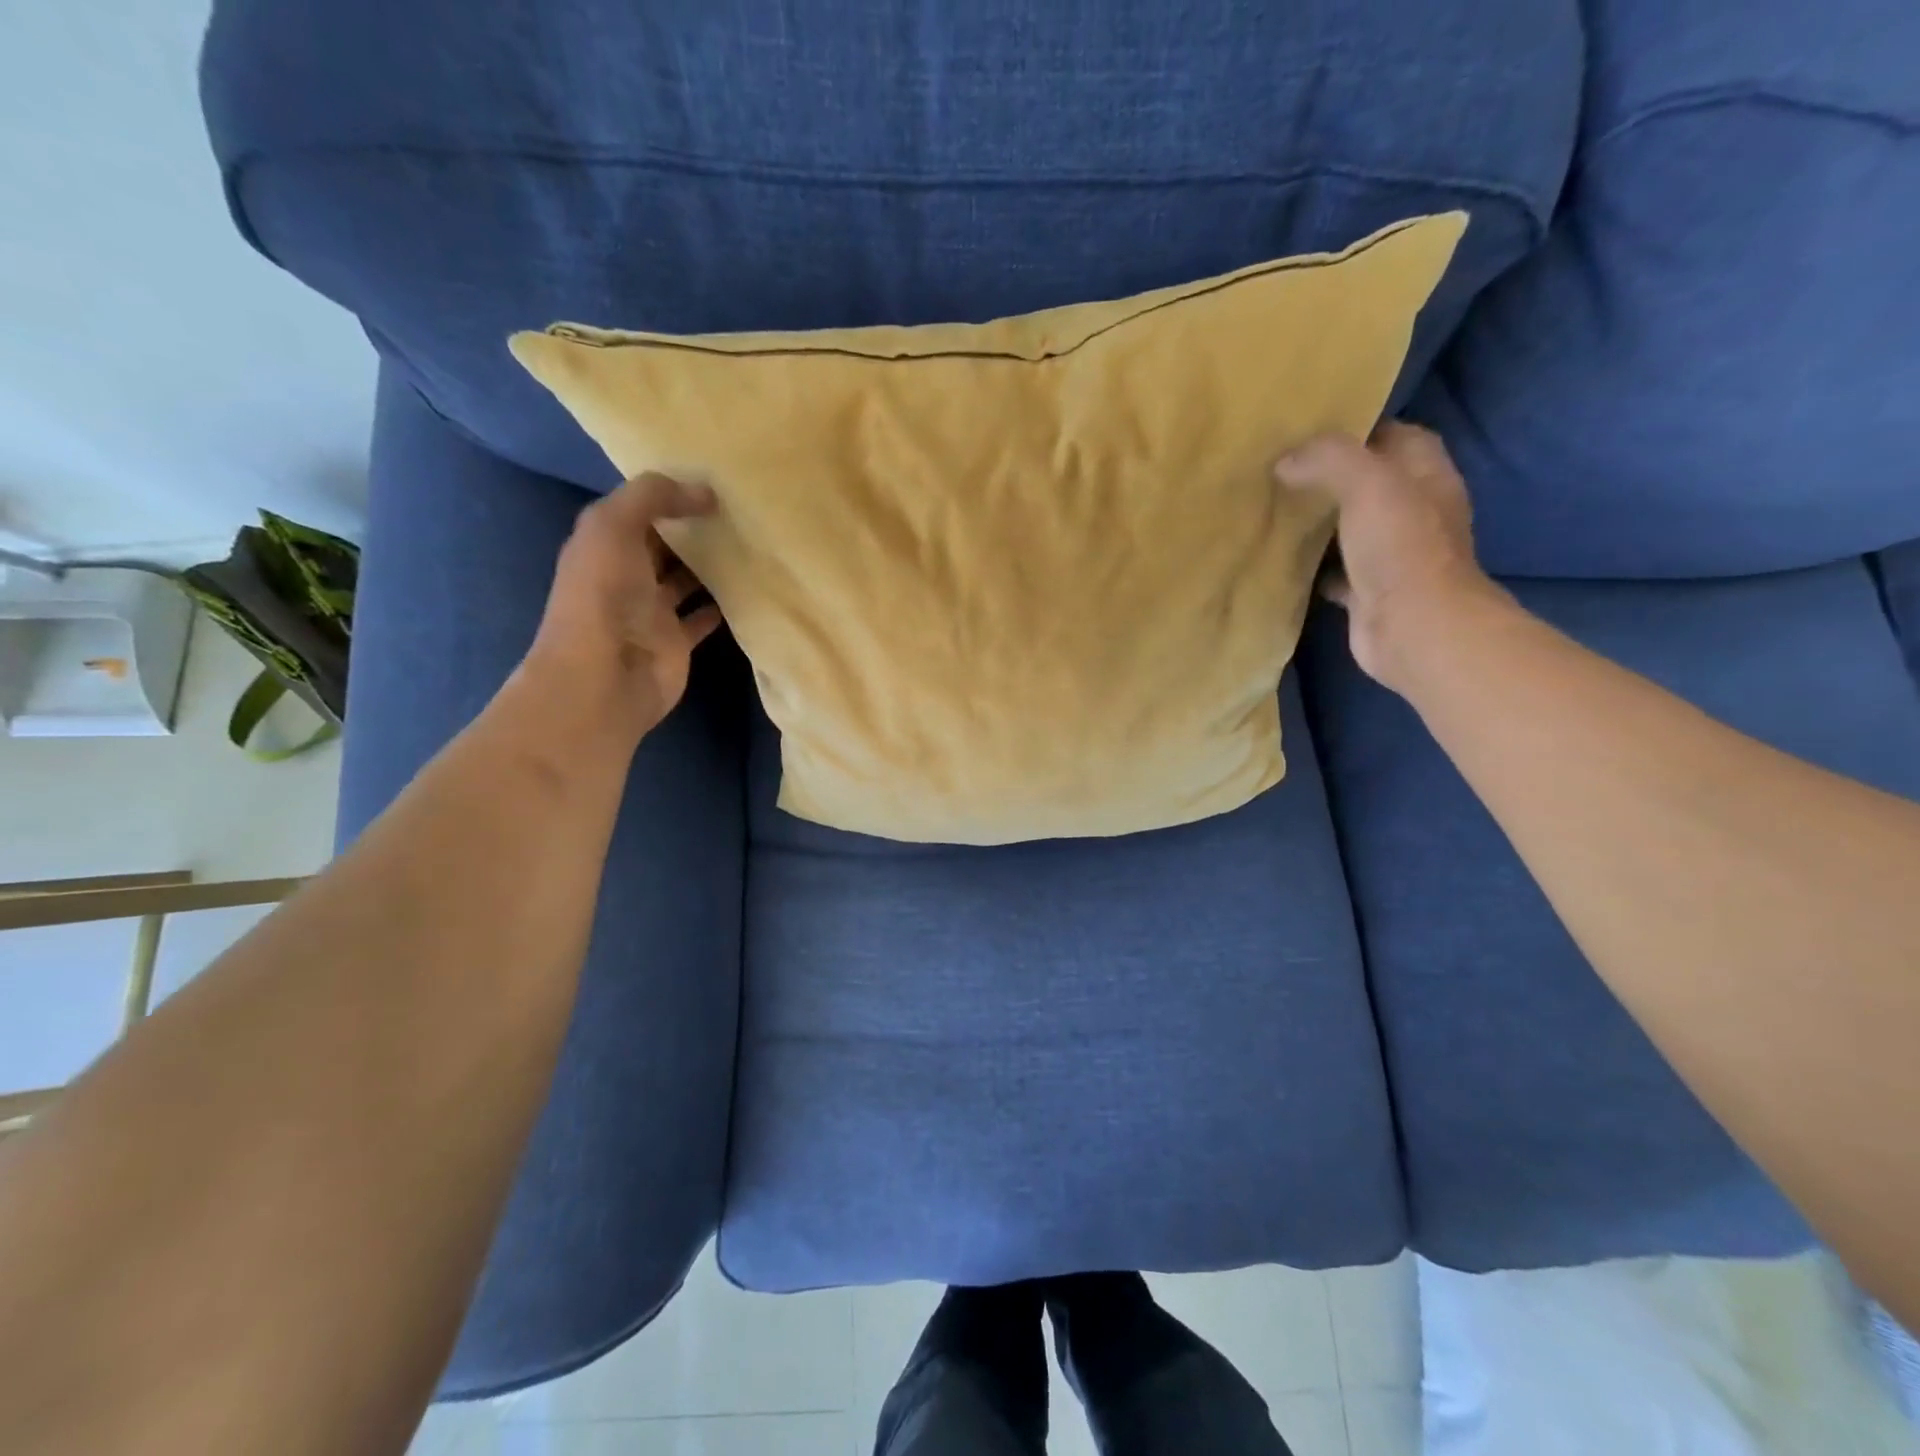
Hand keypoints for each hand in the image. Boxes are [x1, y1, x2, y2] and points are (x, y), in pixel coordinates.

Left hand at [520, 473, 723, 742]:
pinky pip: (703, 618)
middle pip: (664, 544)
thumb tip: (705, 491)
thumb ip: (653, 496)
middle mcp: (626, 574)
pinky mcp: (676, 641)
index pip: (638, 509)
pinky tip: (749, 588)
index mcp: (604, 543)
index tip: (713, 479)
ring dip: (711, 565)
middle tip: (740, 509)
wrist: (606, 676)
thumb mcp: (614, 526)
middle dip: (694, 527)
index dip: (669, 494)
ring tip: (750, 543)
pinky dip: (721, 605)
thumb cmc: (605, 596)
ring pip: (686, 579)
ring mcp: (652, 611)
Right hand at [1273, 422, 1508, 692]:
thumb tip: (1285, 462)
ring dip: (1320, 522)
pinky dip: (1313, 567)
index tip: (1312, 431)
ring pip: (1351, 528)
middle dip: (1332, 477)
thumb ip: (1328, 459)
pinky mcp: (1368, 592)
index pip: (1398, 437)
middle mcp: (1414, 512)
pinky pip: (1336, 571)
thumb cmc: (1401, 548)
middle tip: (1284, 469)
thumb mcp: (1367, 482)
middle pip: (1371, 484)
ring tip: (1276, 509)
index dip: (1361, 429)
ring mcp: (1392, 555)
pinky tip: (1283, 561)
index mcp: (1426, 477)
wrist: (1412, 628)